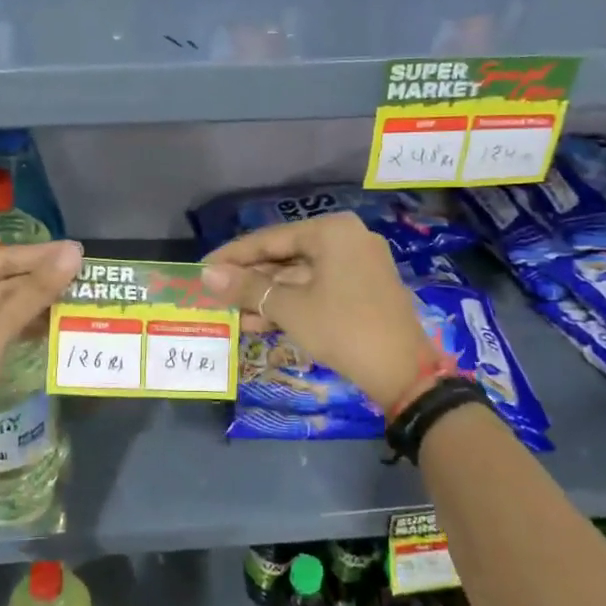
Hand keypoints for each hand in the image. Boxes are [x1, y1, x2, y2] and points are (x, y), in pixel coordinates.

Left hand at [0, 240, 82, 468]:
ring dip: (35, 304)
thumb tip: (74, 253)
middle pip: (0, 279)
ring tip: (76, 300)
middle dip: (40, 282)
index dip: (41, 256)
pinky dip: (21, 323)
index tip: (79, 252)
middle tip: (84, 278)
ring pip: (0, 303)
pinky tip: (52, 324)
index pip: (0, 258)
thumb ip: (35, 291)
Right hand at [202, 212, 429, 409]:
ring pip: (300, 275)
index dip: (232, 256)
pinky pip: (317, 287)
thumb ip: (247, 288)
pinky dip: (291, 303)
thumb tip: (206, 274)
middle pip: (285, 255)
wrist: (403, 373)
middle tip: (215, 294)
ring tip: (231, 314)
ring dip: (267, 295)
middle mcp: (347, 238)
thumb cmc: (342, 329)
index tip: (202, 268)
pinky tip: (260, 322)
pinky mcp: (363, 288)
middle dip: (250, 279)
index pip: (269, 239)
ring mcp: (358, 264)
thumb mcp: (289, 308)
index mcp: (331, 231)